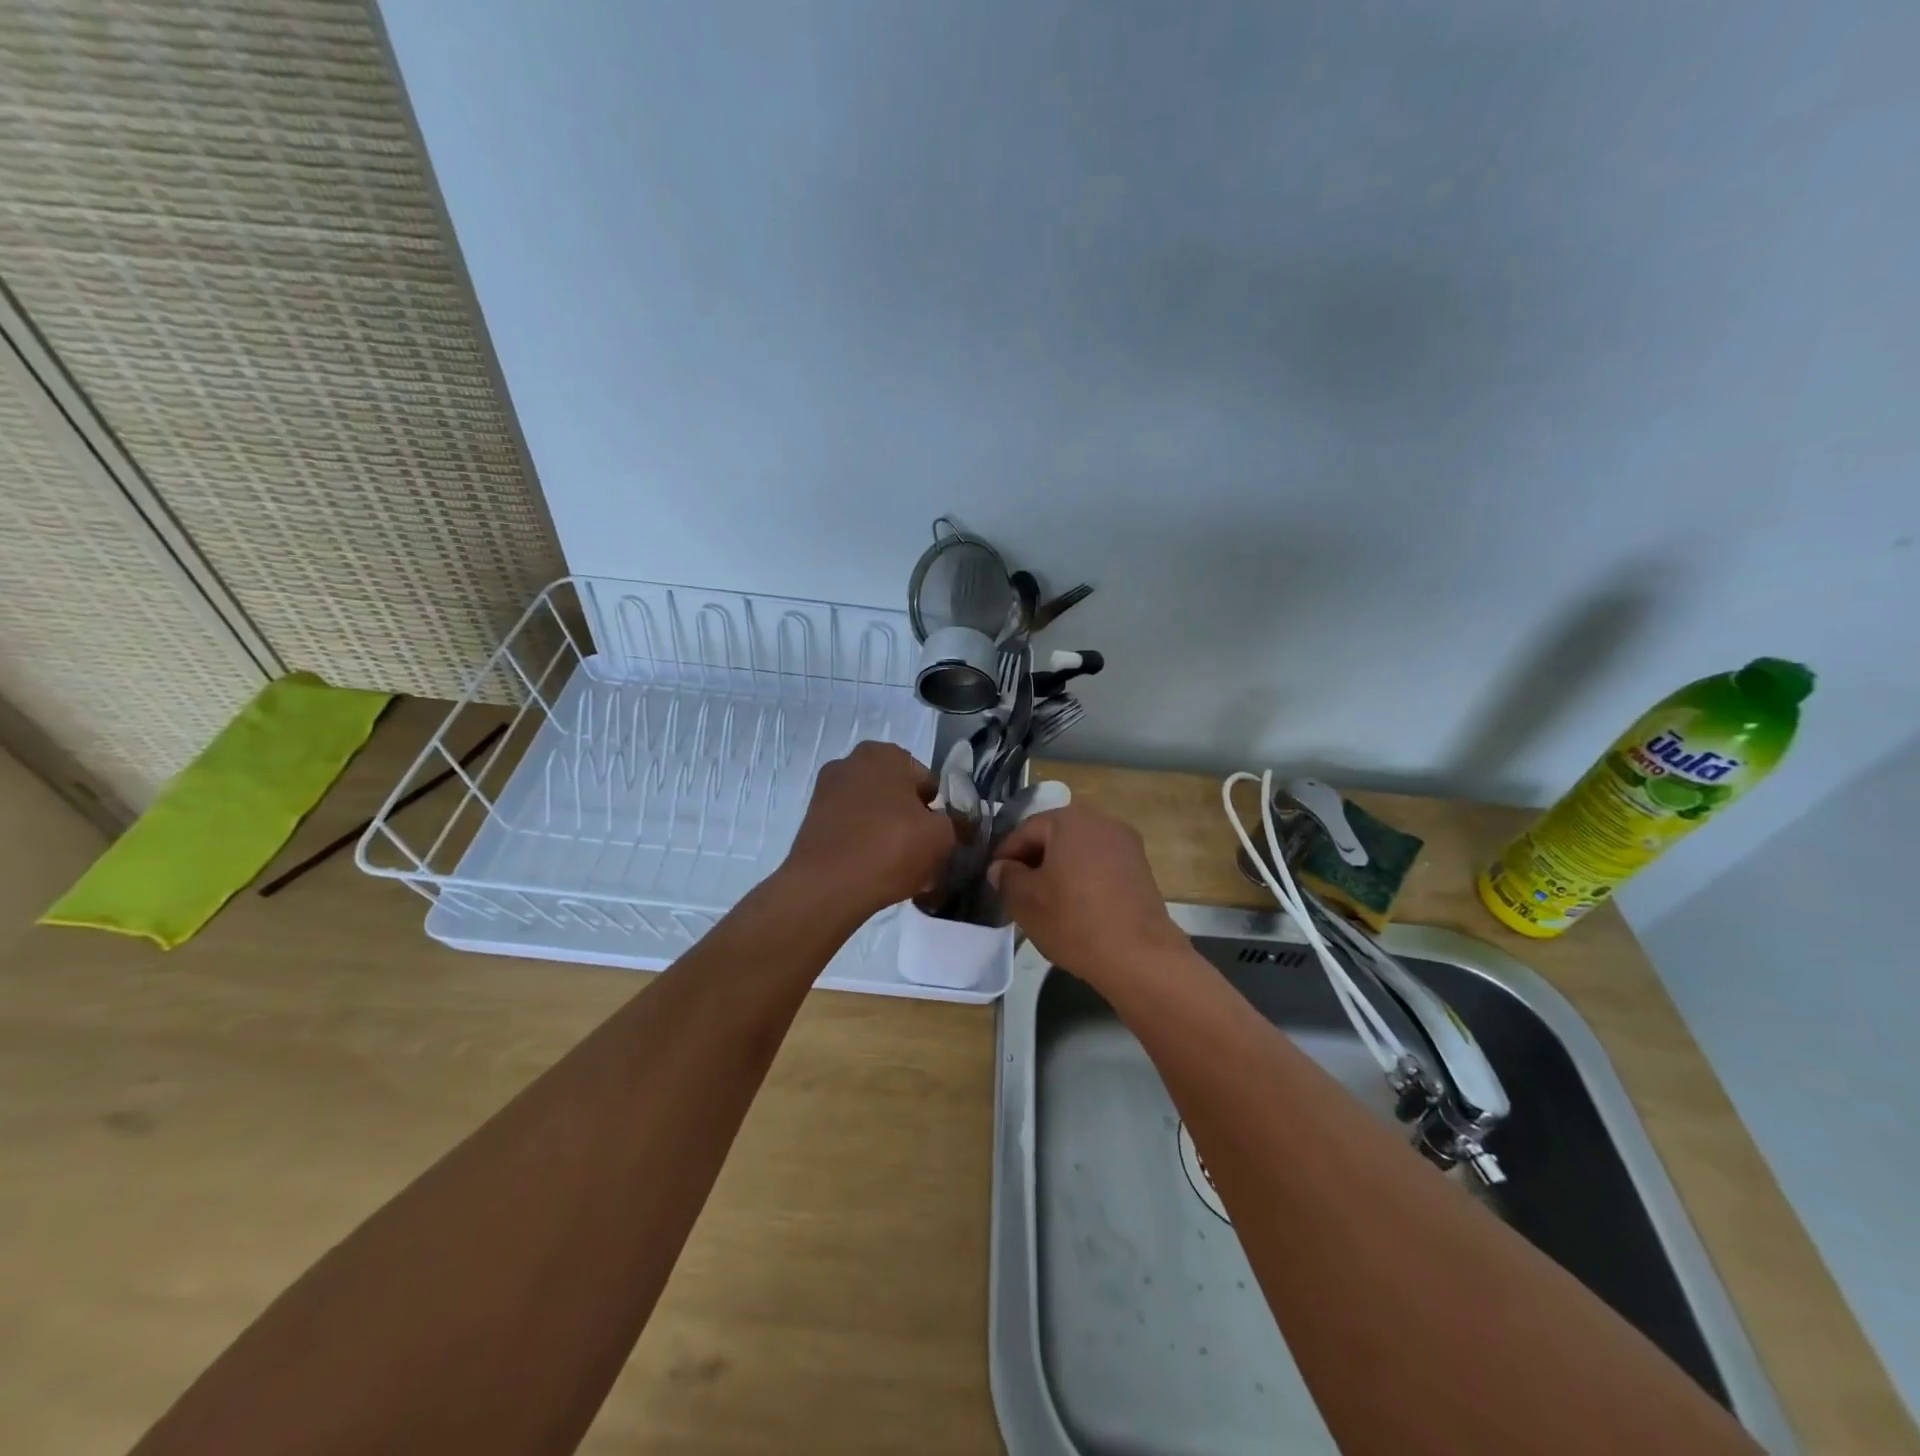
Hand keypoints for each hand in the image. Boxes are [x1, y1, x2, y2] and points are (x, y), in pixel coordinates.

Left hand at [782, 741, 954, 920]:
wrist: (827, 887)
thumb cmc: (891, 849)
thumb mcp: (942, 837)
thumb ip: (955, 824)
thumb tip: (953, 825)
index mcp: (885, 754)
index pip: (926, 782)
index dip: (937, 812)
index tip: (937, 839)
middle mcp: (852, 762)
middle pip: (897, 795)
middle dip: (910, 820)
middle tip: (920, 854)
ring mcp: (827, 790)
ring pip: (873, 812)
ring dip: (887, 832)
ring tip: (897, 868)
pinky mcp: (812, 818)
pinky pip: (851, 828)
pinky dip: (863, 843)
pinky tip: (872, 870)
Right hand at [989, 804, 1187, 986]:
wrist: (1139, 955)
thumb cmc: (1074, 920)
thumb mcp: (1025, 900)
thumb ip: (1007, 877)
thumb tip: (1002, 868)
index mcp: (1069, 819)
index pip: (1025, 830)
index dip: (1005, 855)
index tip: (995, 879)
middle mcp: (1101, 820)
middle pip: (1055, 836)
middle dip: (1034, 860)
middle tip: (1018, 889)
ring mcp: (1126, 843)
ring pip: (1078, 850)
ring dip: (1059, 869)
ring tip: (1045, 900)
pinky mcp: (1141, 867)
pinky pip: (1100, 864)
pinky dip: (1083, 878)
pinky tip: (1076, 906)